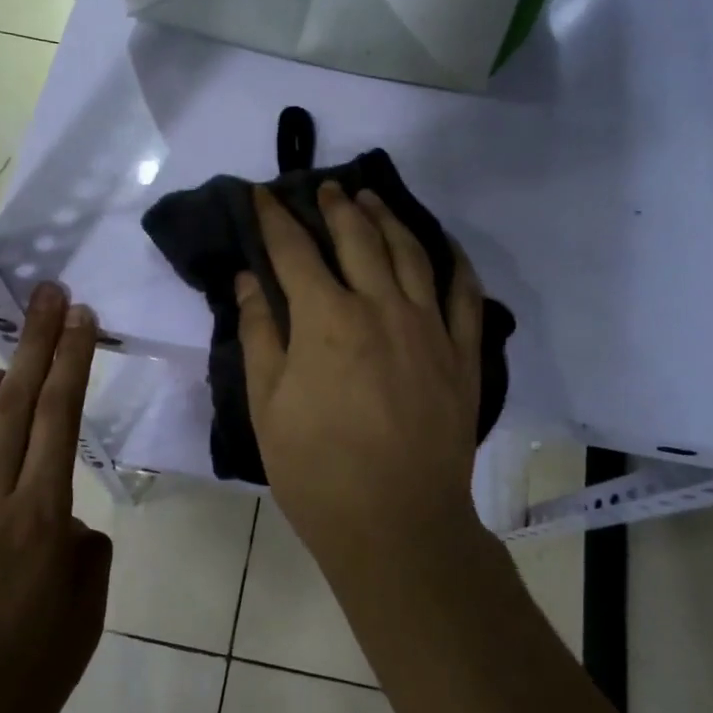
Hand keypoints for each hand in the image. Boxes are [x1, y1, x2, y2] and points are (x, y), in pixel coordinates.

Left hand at [0, 283, 110, 712]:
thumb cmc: (8, 692)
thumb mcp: (79, 633)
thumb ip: (87, 565)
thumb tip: (73, 527)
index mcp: (38, 518)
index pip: (60, 417)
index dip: (71, 360)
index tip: (79, 317)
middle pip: (15, 401)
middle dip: (36, 341)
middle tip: (47, 295)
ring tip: (3, 369)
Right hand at [236, 183, 484, 564]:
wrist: (397, 524)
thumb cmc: (317, 471)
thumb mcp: (267, 405)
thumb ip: (258, 334)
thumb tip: (248, 280)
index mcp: (326, 320)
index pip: (295, 252)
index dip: (275, 219)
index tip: (262, 194)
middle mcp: (381, 307)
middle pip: (357, 238)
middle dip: (336, 207)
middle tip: (325, 188)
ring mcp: (429, 327)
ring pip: (410, 253)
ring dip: (388, 219)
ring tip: (372, 199)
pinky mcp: (463, 353)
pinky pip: (464, 293)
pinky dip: (454, 261)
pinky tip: (442, 244)